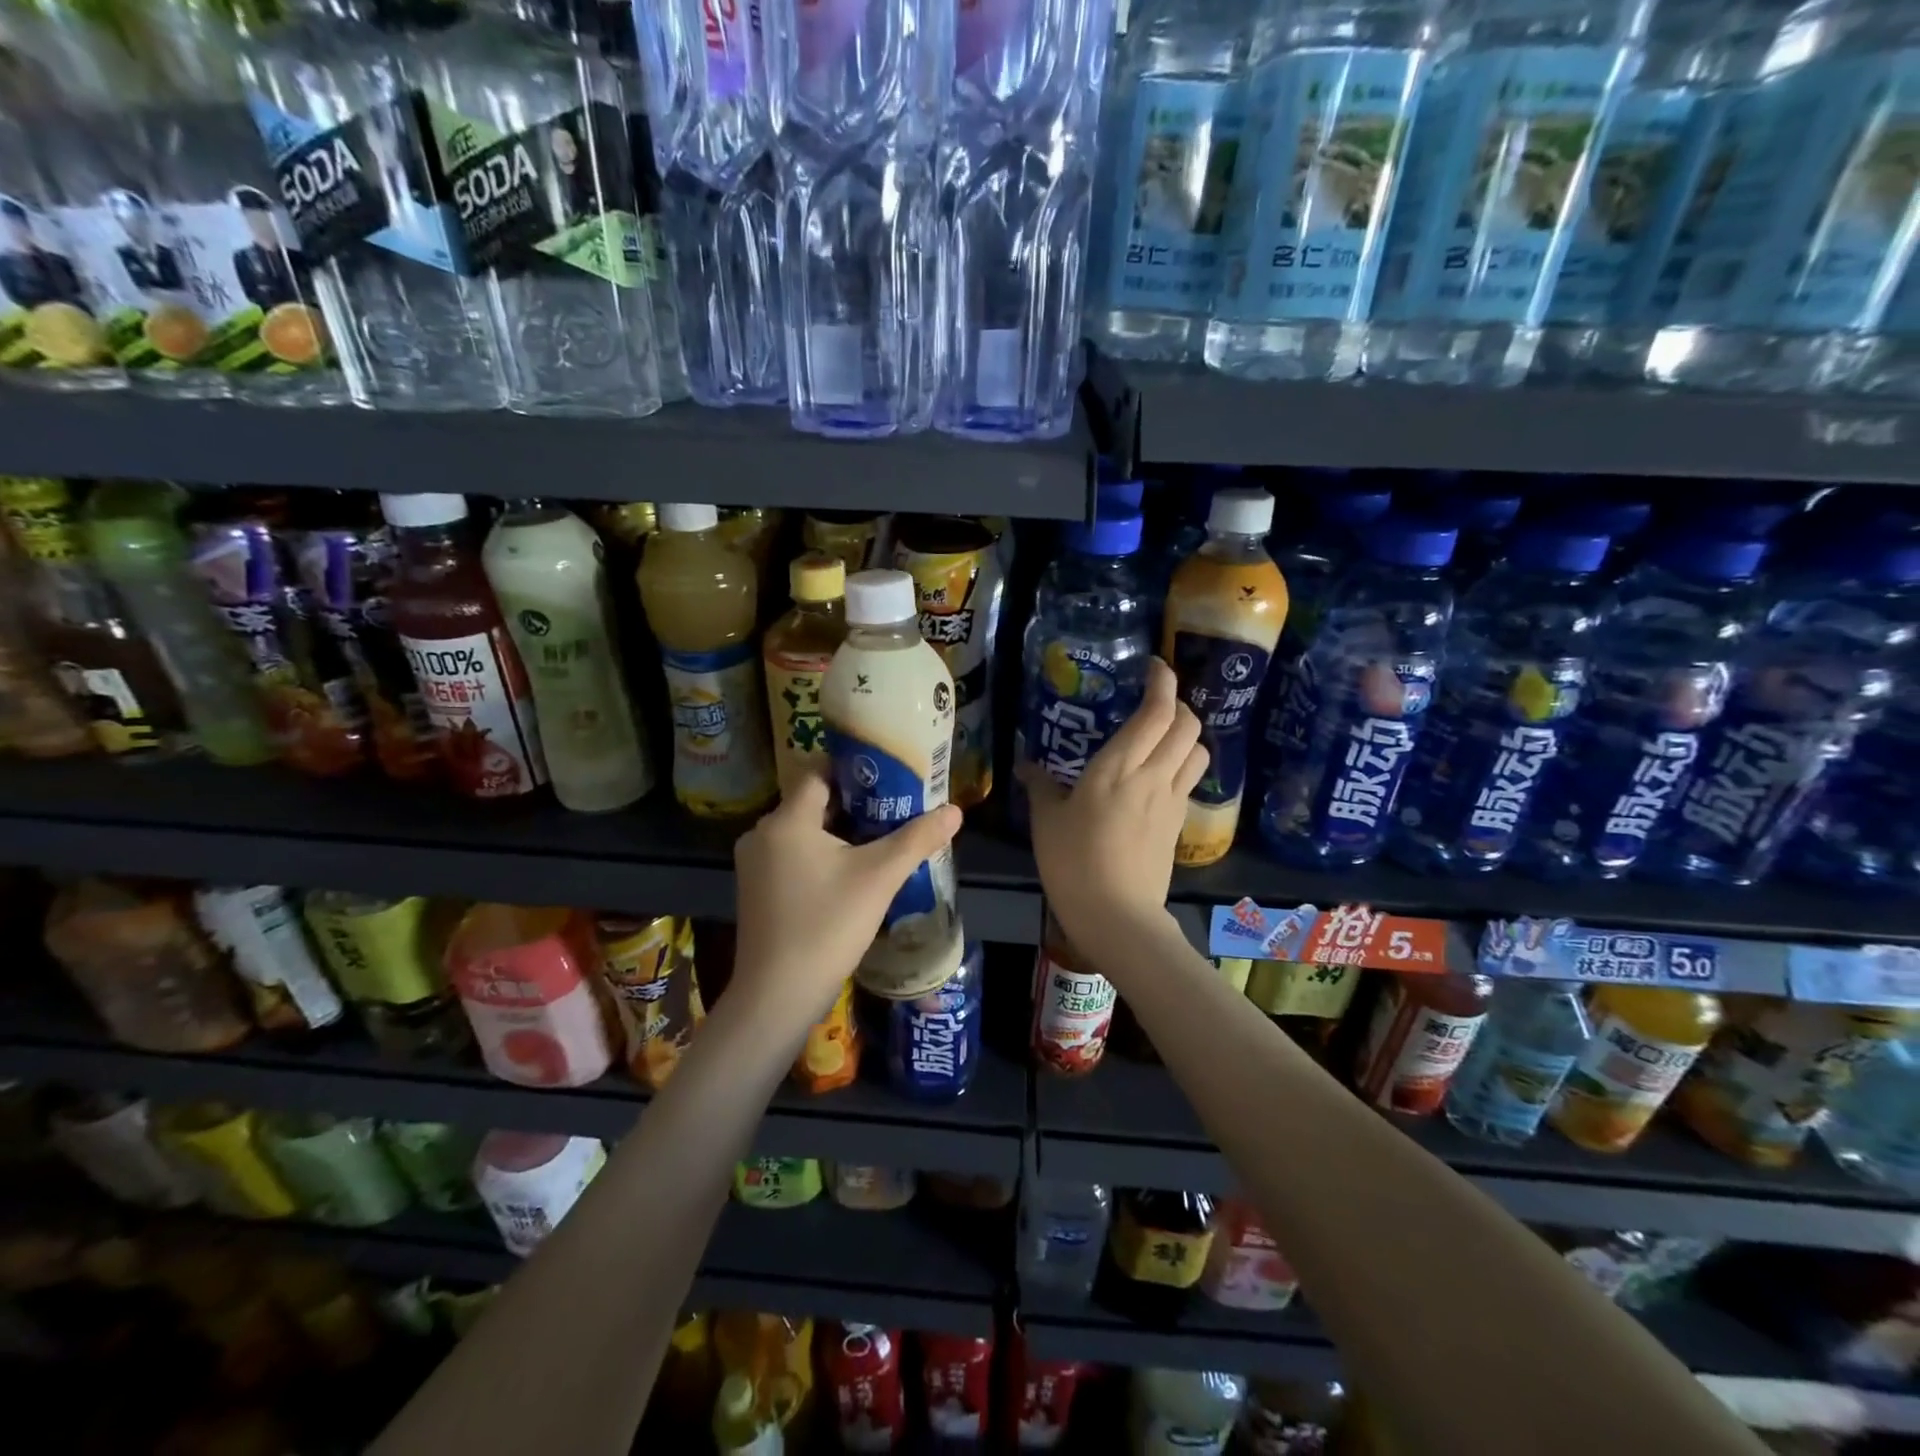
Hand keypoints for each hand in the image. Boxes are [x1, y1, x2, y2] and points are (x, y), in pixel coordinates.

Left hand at [732, 770, 962, 1020]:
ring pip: (804, 833)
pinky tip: (852, 873)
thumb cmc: (828, 926)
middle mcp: (763, 834)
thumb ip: (917, 839)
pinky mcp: (757, 891)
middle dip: (855, 804)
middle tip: (895, 808)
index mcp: (786, 820)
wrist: (778, 996)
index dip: (855, 771)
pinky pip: (793, 857)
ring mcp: (755, 865)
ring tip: (882, 838)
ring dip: (839, 832)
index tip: (889, 777)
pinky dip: (821, 856)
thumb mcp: (880, 878)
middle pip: (813, 803)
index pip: (820, 773)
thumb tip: (955, 811)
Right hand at [1017, 658, 1206, 956]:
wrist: (1116, 915)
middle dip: (1178, 705)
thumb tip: (1027, 766)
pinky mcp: (1177, 825)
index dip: (1162, 682)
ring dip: (1188, 736)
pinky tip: (1159, 778)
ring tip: (1163, 739)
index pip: (1157, 712)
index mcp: (1119, 767)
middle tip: (1154, 705)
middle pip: (1188, 725)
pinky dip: (1183, 766)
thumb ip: (1040, 786)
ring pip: (1199, 752)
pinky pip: (1190, 781)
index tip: (1153, 667)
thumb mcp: (1046, 821)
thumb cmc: (1073, 862)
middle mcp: (1154, 776)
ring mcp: (1171, 801)